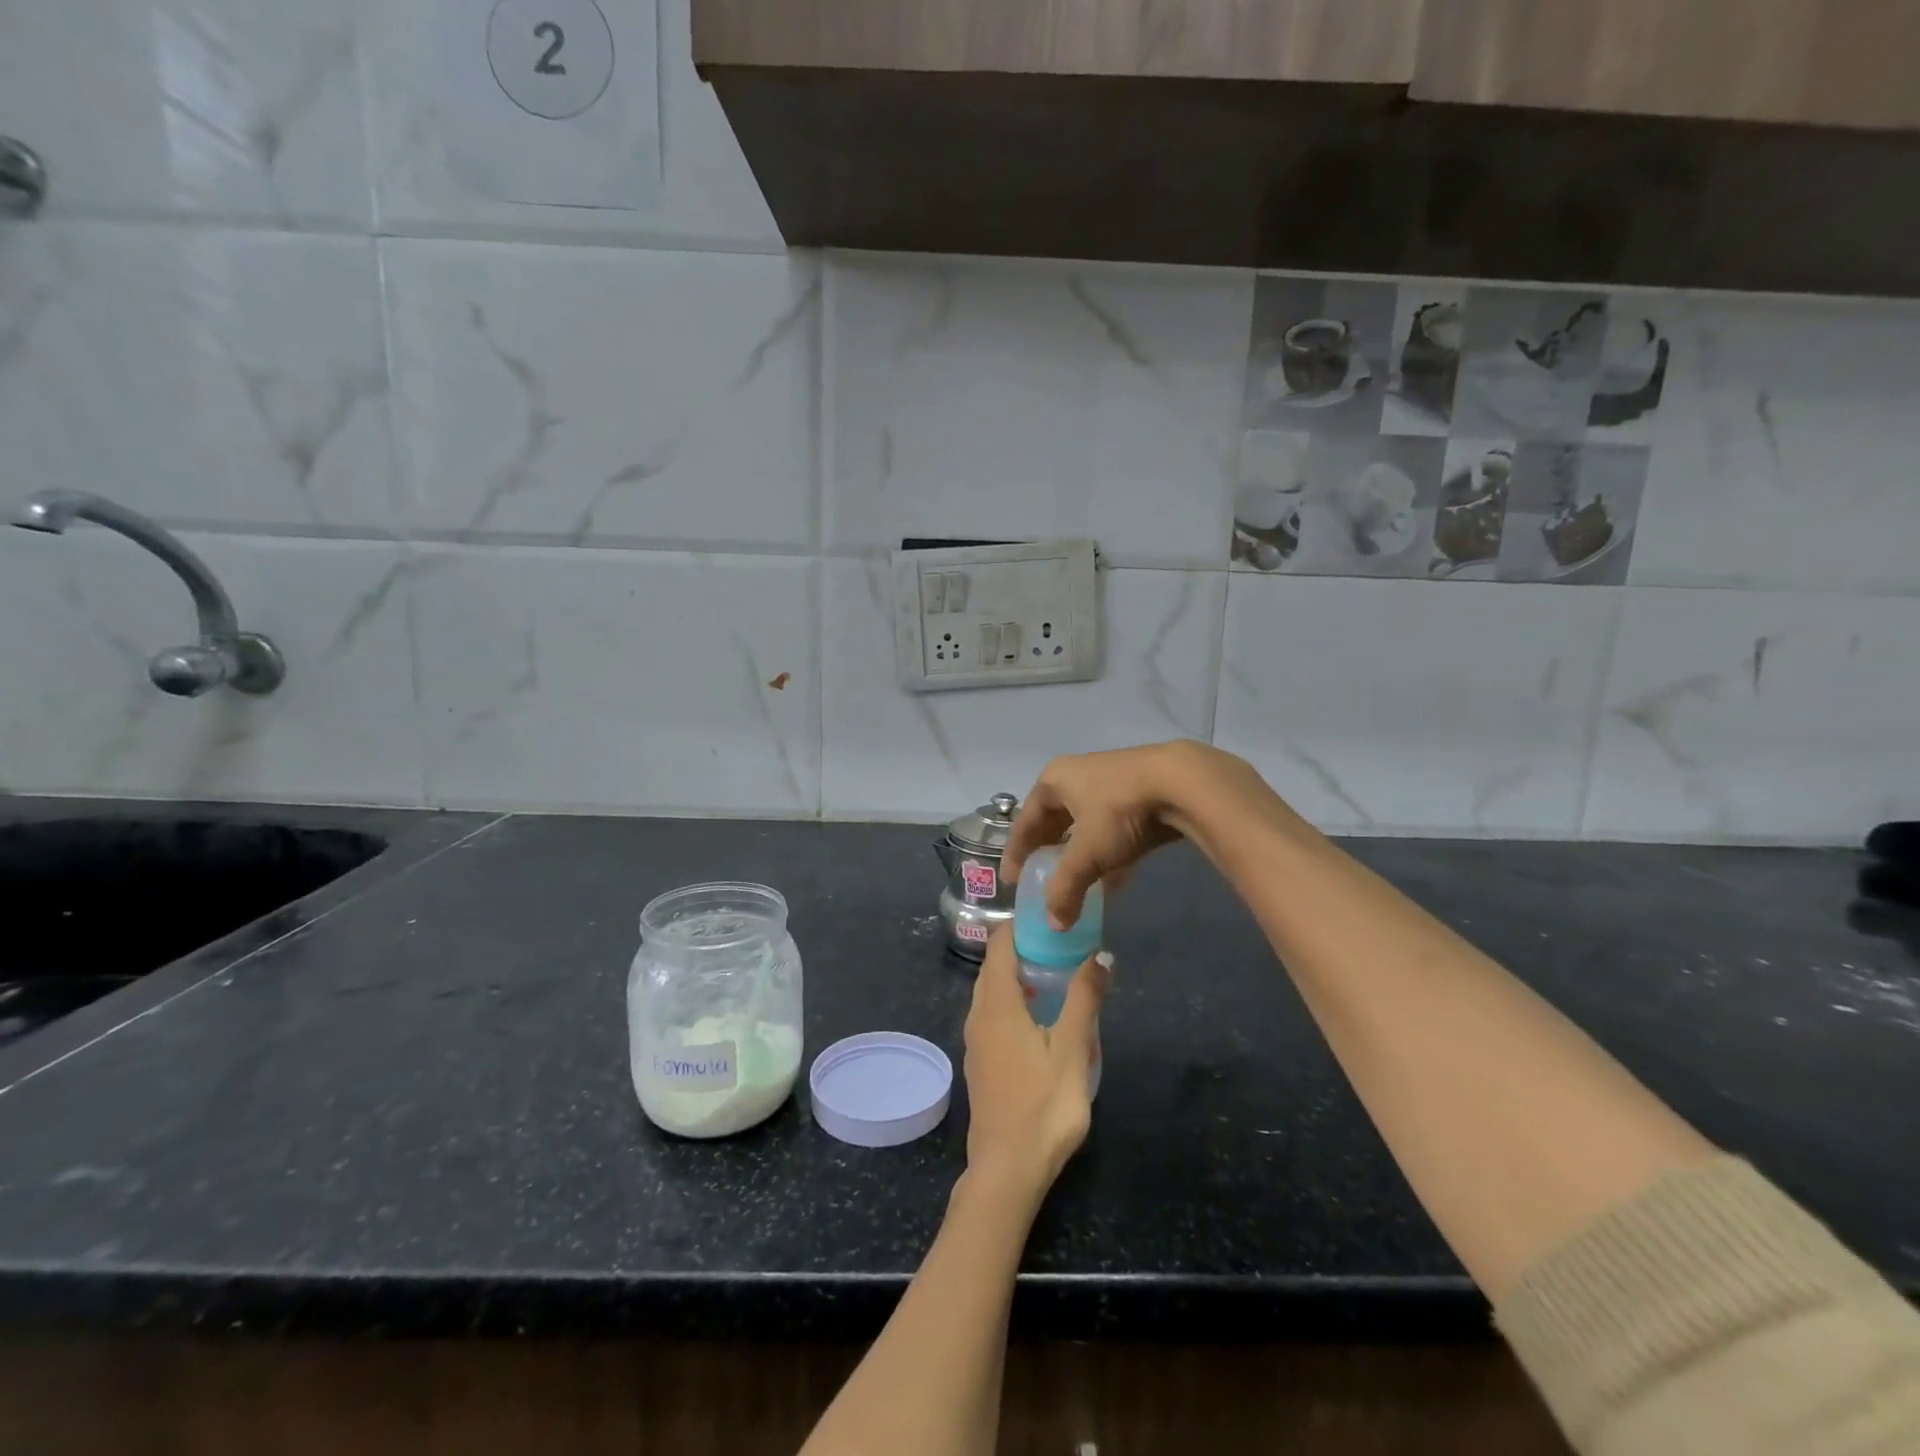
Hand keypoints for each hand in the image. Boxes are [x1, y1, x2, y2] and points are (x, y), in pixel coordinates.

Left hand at [961, 928, 1109, 1194]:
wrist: (1007, 1170)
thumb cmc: (1043, 1106)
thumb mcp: (1072, 1049)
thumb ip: (1084, 999)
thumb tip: (1099, 954)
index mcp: (997, 1005)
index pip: (999, 946)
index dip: (1020, 926)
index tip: (1048, 916)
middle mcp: (979, 1016)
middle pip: (994, 968)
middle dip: (1022, 949)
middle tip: (1059, 944)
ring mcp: (976, 1042)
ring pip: (992, 994)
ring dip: (1018, 978)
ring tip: (1055, 977)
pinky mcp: (980, 1063)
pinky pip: (993, 1016)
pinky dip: (1013, 1003)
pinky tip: (1040, 1019)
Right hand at [1004, 741, 1261, 930]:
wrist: (1181, 783)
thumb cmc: (1118, 811)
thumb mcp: (1087, 853)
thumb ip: (1066, 889)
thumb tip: (1054, 925)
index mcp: (1054, 780)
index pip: (1026, 820)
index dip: (1017, 852)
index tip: (1011, 880)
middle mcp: (1077, 776)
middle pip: (1054, 820)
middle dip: (1048, 852)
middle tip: (1041, 879)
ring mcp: (1110, 782)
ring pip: (1085, 825)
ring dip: (1079, 856)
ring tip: (1075, 884)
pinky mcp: (1138, 794)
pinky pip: (1112, 829)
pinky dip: (1108, 855)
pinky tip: (1112, 881)